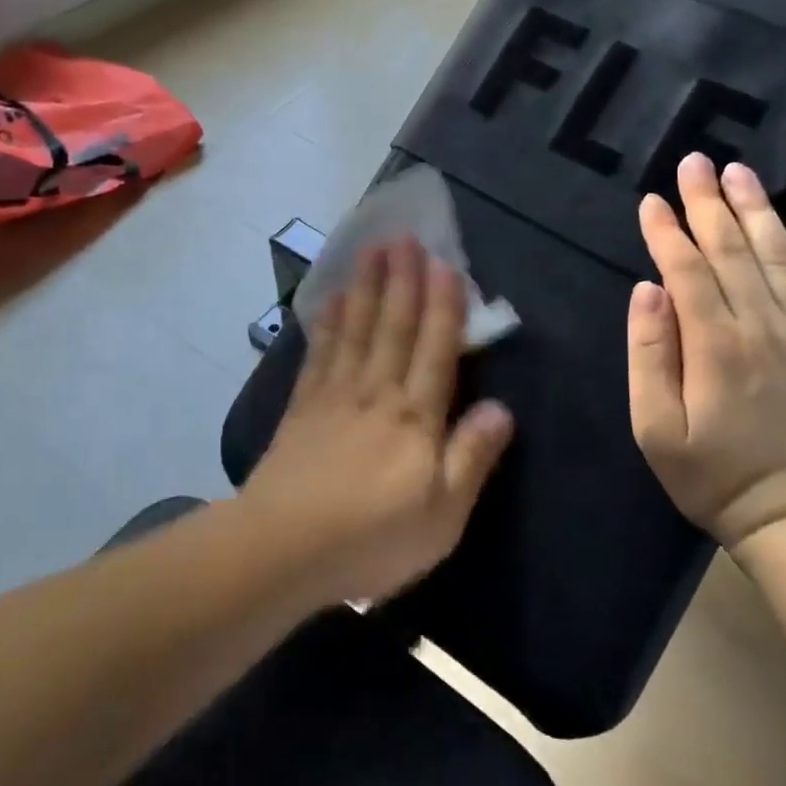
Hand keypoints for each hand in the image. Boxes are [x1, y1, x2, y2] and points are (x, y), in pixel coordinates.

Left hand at [241, 237, 514, 606]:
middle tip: (405, 237)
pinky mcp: (302, 408)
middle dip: (403, 280)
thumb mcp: (442, 515)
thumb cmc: (372, 538)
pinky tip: (334, 300)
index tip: (445, 263)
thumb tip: (501, 408)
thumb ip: (472, 458)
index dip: (443, 306)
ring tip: (372, 250)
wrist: (283, 549)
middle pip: (394, 327)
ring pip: (358, 329)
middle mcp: (377, 393)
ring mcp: (335, 396)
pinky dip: (330, 322)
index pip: (436, 350)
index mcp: (416, 417)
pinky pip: (321, 353)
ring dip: (368, 287)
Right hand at [628, 153, 785, 550]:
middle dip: (707, 202)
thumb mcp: (655, 429)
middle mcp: (765, 324)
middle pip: (732, 249)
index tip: (650, 200)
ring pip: (780, 252)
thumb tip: (647, 290)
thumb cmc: (713, 476)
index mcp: (715, 344)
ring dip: (756, 208)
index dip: (666, 231)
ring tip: (738, 171)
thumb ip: (648, 356)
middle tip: (693, 161)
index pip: (686, 269)